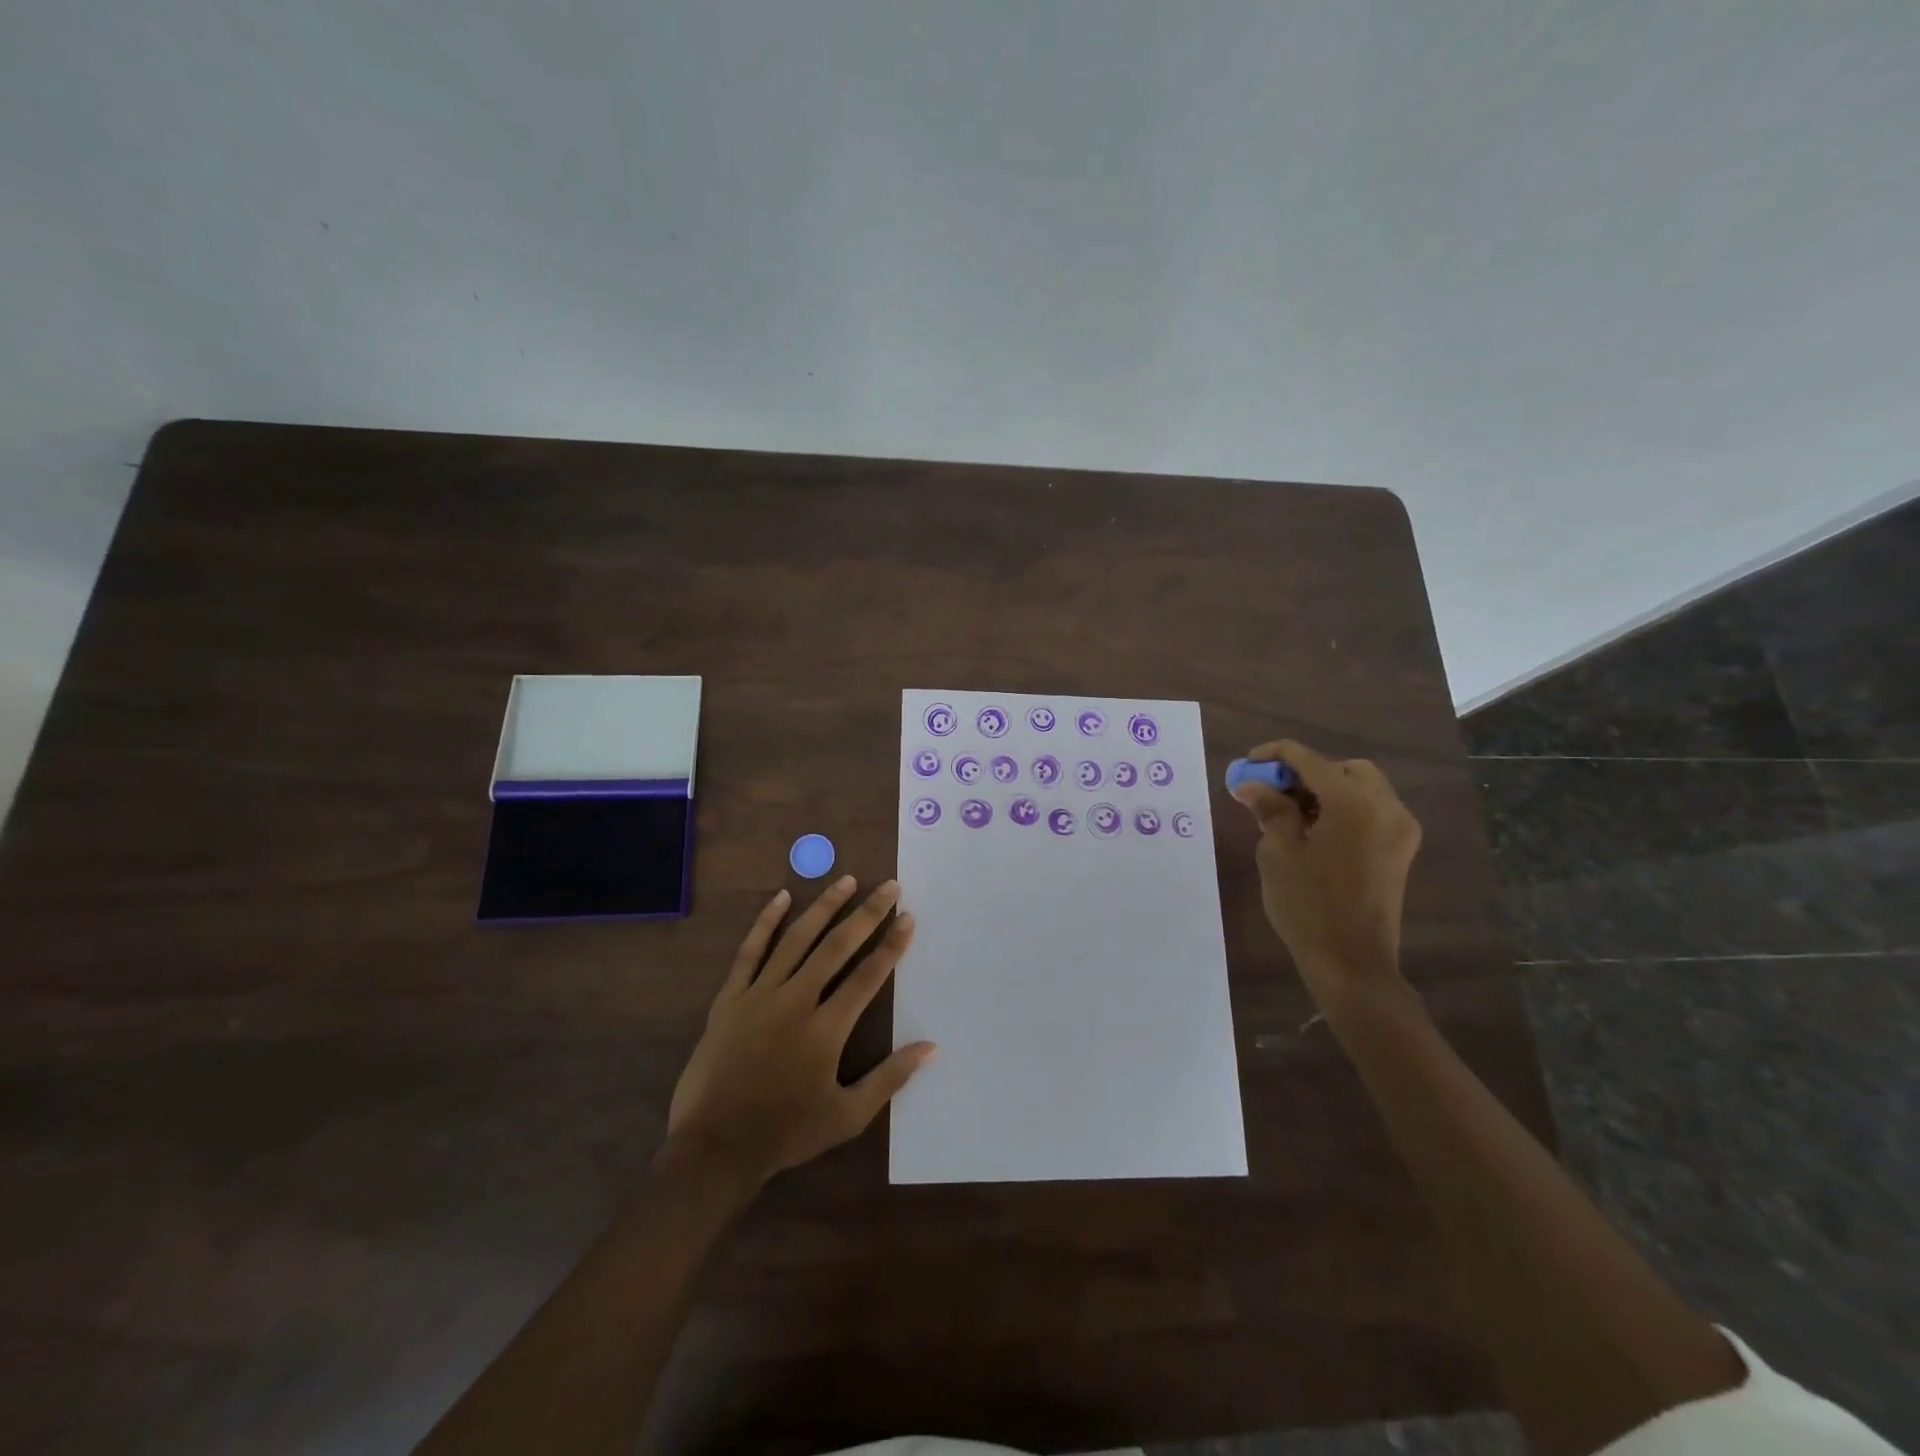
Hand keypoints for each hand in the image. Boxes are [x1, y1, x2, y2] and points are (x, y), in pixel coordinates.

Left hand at [664, 876, 936, 1189]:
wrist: (714, 1148)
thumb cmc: (785, 1133)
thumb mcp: (847, 1116)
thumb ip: (890, 1078)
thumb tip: (931, 1047)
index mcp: (826, 1029)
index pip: (867, 976)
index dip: (892, 945)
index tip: (908, 918)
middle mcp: (795, 1001)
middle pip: (836, 947)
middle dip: (867, 914)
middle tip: (888, 887)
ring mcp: (759, 995)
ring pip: (796, 939)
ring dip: (823, 907)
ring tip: (846, 881)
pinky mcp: (730, 999)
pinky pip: (750, 951)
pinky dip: (766, 922)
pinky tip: (781, 897)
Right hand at [1231, 738, 1421, 1014]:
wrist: (1351, 962)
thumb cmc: (1307, 905)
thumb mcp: (1278, 853)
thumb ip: (1270, 810)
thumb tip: (1252, 786)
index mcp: (1354, 804)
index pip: (1311, 760)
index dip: (1276, 755)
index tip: (1248, 764)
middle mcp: (1386, 808)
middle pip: (1344, 768)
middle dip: (1307, 772)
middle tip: (1274, 791)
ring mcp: (1399, 829)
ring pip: (1362, 787)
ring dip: (1326, 789)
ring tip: (1289, 813)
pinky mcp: (1400, 849)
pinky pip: (1372, 810)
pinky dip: (1344, 808)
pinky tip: (1315, 830)